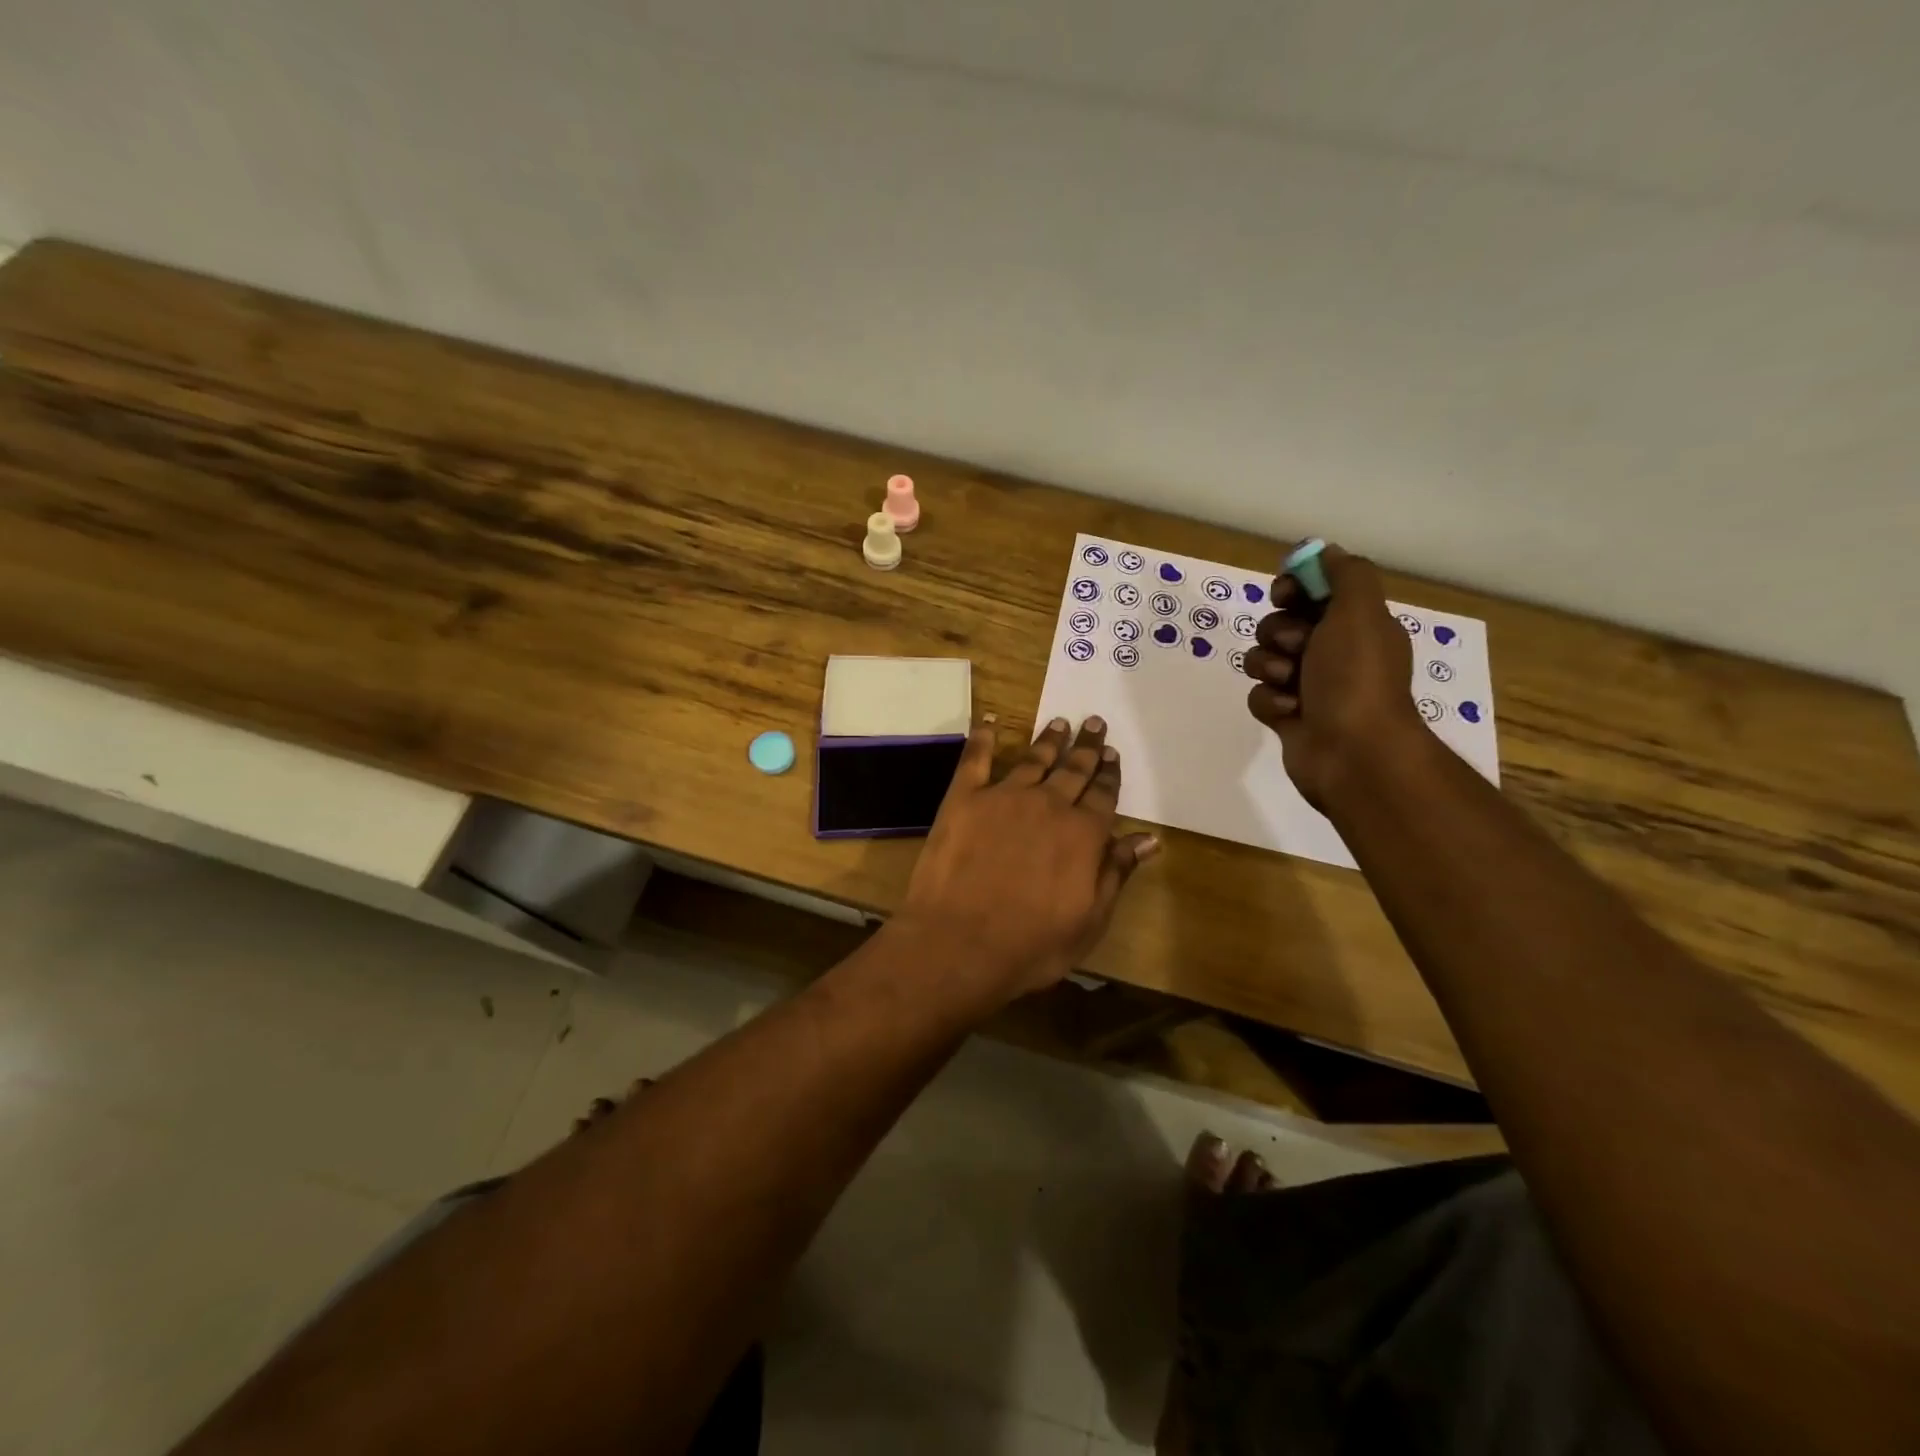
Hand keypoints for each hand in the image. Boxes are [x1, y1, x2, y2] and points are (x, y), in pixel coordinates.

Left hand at [897, 716, 1158, 1003]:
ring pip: (1034, 759)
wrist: (958, 943)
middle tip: (1095, 723)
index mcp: (1082, 834)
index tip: (1113, 755)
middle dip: (1087, 747)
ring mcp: (1004, 797)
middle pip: (1073, 770)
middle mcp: (1048, 805)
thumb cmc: (1030, 944)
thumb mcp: (1089, 920)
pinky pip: (976, 758)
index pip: (1103, 796)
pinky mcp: (964, 798)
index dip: (1109, 775)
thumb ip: (1116, 873)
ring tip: (1059, 722)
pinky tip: (990, 722)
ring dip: (1049, 740)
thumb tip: (1148, 839)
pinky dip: (984, 737)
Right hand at [1243, 542, 1427, 809]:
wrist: (1353, 753)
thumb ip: (1345, 574)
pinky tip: (1289, 712)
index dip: (1294, 587)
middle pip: (1281, 623)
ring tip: (1290, 684)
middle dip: (1279, 631)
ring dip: (1270, 667)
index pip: (1314, 591)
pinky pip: (1260, 695)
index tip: (1285, 593)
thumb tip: (1326, 551)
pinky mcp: (1287, 716)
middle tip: (1296, 646)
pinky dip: (1270, 701)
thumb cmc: (1357, 677)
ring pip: (1264, 659)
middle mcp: (1333, 652)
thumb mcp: (1360, 611)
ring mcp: (1308, 686)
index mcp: (1356, 625)